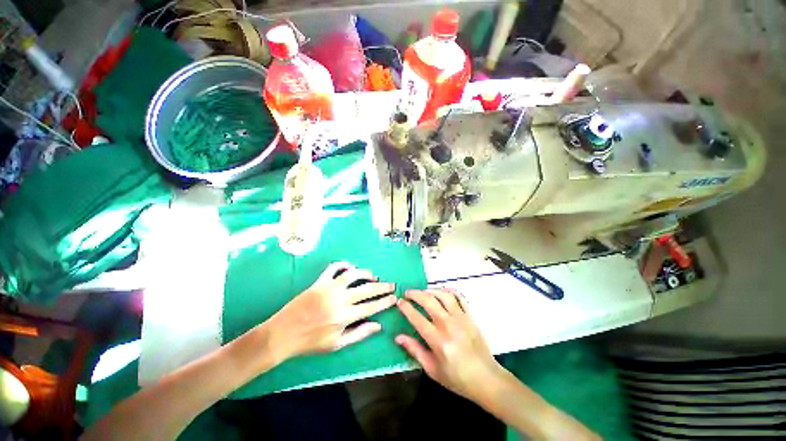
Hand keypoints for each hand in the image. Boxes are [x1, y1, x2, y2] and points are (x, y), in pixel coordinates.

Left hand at [266, 262, 397, 358]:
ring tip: (373, 276)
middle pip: (366, 289)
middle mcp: (339, 300)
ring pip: (352, 275)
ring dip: (365, 274)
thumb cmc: (310, 343)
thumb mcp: (336, 344)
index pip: (371, 307)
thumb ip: (359, 334)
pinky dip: (343, 264)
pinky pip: (333, 268)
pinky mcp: (318, 282)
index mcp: (344, 317)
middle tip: (391, 284)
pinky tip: (350, 266)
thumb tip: (378, 326)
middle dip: (382, 287)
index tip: (394, 297)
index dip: (385, 302)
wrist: (282, 334)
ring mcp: (328, 288)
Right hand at [396, 289, 502, 400]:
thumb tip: (398, 337)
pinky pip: (459, 297)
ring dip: (430, 290)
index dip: (406, 307)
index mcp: (438, 340)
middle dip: (415, 293)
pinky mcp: (470, 316)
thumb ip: (414, 350)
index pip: (417, 318)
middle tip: (407, 293)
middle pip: (429, 301)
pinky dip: (449, 291)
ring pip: (443, 295)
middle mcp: (449, 325)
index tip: (399, 302)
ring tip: (422, 291)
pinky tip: (442, 292)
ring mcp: (461, 318)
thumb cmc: (457, 378)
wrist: (486, 379)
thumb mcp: (432, 369)